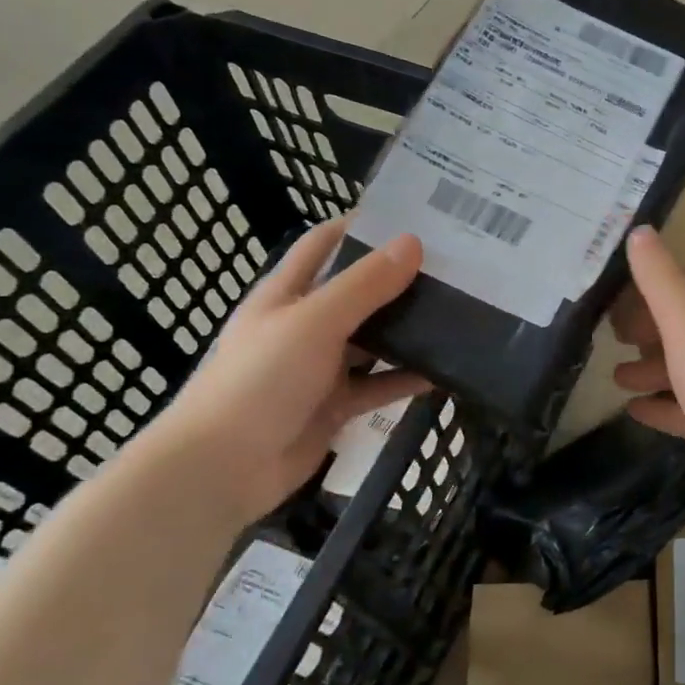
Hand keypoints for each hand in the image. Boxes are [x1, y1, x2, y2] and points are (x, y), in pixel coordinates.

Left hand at [141, 219, 426, 524]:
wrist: (224, 468)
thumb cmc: (260, 380)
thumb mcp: (314, 322)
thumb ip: (365, 285)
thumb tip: (412, 243)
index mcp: (286, 294)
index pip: (324, 245)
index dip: (361, 226)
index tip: (412, 217)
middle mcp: (305, 326)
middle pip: (358, 293)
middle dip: (399, 279)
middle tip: (453, 268)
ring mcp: (321, 368)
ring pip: (374, 341)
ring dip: (409, 331)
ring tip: (460, 314)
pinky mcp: (336, 405)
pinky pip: (380, 385)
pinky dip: (408, 379)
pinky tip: (446, 372)